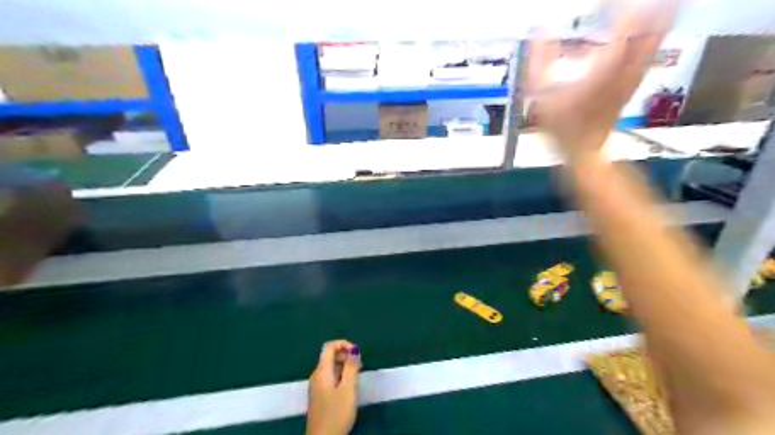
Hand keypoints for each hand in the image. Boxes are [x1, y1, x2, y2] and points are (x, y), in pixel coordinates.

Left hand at [305, 341, 360, 434]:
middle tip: (360, 366)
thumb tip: (354, 349)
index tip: (357, 354)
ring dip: (345, 367)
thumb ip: (351, 367)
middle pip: (330, 356)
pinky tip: (349, 387)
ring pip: (331, 367)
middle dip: (346, 356)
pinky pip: (330, 377)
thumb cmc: (336, 413)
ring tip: (357, 377)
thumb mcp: (348, 389)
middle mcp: (317, 375)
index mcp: (322, 371)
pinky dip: (341, 376)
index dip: (344, 344)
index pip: (329, 346)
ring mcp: (317, 386)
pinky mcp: (320, 395)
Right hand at [527, 0, 679, 161]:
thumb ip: (540, 63)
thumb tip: (539, 31)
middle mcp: (626, 67)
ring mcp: (634, 75)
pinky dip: (654, 31)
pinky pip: (651, 49)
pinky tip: (657, 21)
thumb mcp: (541, 96)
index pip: (624, 21)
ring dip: (658, 13)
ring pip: (656, 34)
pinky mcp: (635, 81)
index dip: (619, 4)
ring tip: (657, 1)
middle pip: (651, 23)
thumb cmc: (561, 126)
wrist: (584, 150)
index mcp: (603, 67)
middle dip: (649, 6)